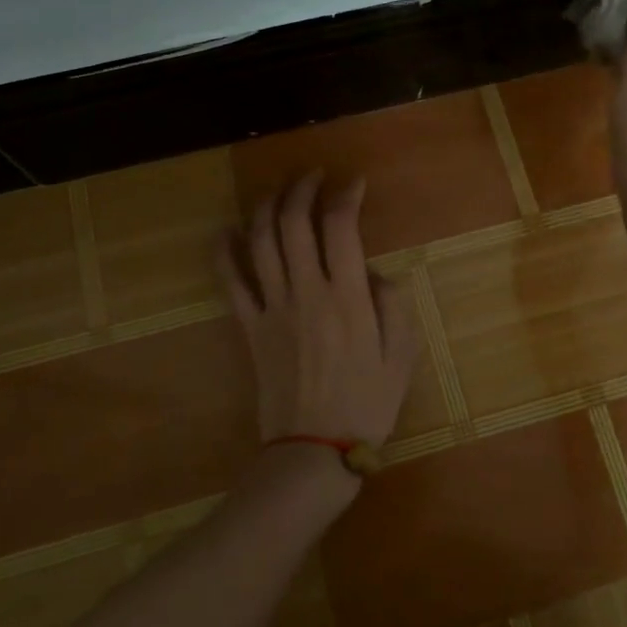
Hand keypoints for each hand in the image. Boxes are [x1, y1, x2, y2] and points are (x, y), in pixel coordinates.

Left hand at [220, 172, 419, 446]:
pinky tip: (226, 230)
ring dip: (267, 208)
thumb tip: (372, 271)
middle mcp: (306, 293)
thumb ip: (392, 304)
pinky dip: (225, 252)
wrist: (314, 450)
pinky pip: (231, 282)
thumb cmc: (366, 405)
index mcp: (347, 298)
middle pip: (295, 223)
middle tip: (313, 176)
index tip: (355, 184)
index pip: (341, 228)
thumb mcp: (401, 356)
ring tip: (278, 191)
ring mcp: (272, 308)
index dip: (346, 196)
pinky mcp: (250, 327)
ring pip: (261, 242)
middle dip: (302, 189)